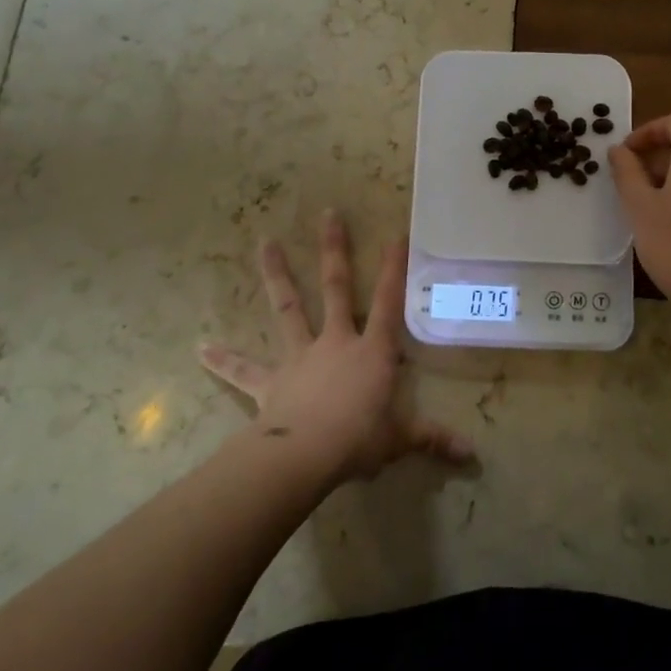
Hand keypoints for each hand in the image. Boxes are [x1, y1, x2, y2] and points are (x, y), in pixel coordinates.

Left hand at [200, 210, 473, 485]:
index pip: (389, 302)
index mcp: (371, 352)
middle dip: (334, 250)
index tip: (397, 234)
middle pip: (336, 288)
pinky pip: (244, 370)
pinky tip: (200, 348)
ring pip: (288, 308)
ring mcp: (299, 357)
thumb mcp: (400, 439)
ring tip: (264, 242)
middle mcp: (335, 342)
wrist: (304, 456)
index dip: (395, 269)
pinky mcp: (270, 381)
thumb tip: (471, 455)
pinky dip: (223, 360)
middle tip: (328, 214)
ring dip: (277, 275)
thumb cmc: (359, 440)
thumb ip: (432, 439)